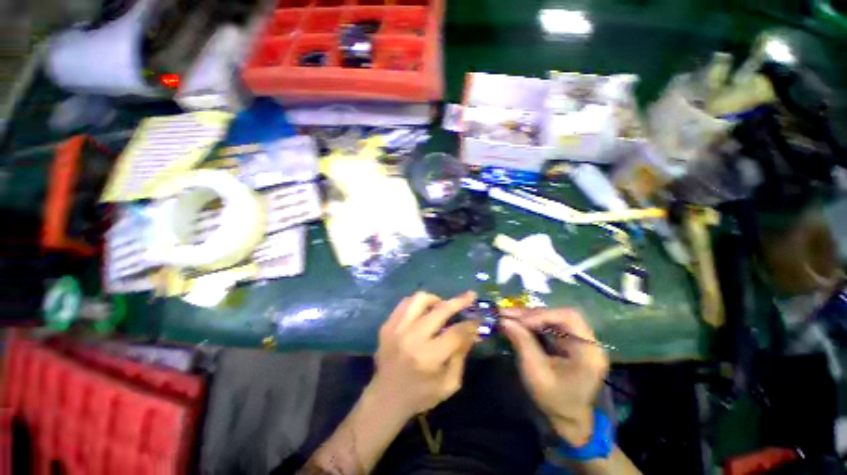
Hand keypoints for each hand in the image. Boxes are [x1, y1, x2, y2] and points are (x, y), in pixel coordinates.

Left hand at [369, 291, 479, 418]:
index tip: (477, 319)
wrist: (385, 398)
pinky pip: (405, 303)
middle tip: (469, 297)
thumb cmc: (420, 395)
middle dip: (459, 301)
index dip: (470, 324)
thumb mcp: (448, 384)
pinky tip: (424, 311)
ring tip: (442, 306)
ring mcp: (396, 329)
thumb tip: (471, 331)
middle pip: (440, 310)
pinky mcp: (387, 325)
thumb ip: (461, 355)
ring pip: (420, 299)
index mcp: (428, 357)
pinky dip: (418, 304)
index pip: (456, 332)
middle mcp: (412, 338)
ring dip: (436, 299)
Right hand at [501, 308, 608, 445]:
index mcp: (588, 351)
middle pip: (558, 315)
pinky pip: (548, 325)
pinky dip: (531, 323)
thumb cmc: (554, 399)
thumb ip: (522, 343)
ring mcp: (577, 340)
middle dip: (531, 314)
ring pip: (551, 317)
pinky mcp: (567, 342)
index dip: (542, 315)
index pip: (568, 317)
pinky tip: (516, 323)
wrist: (566, 418)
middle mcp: (586, 340)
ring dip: (528, 316)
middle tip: (507, 313)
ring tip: (507, 315)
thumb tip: (504, 320)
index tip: (520, 322)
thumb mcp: (536, 373)